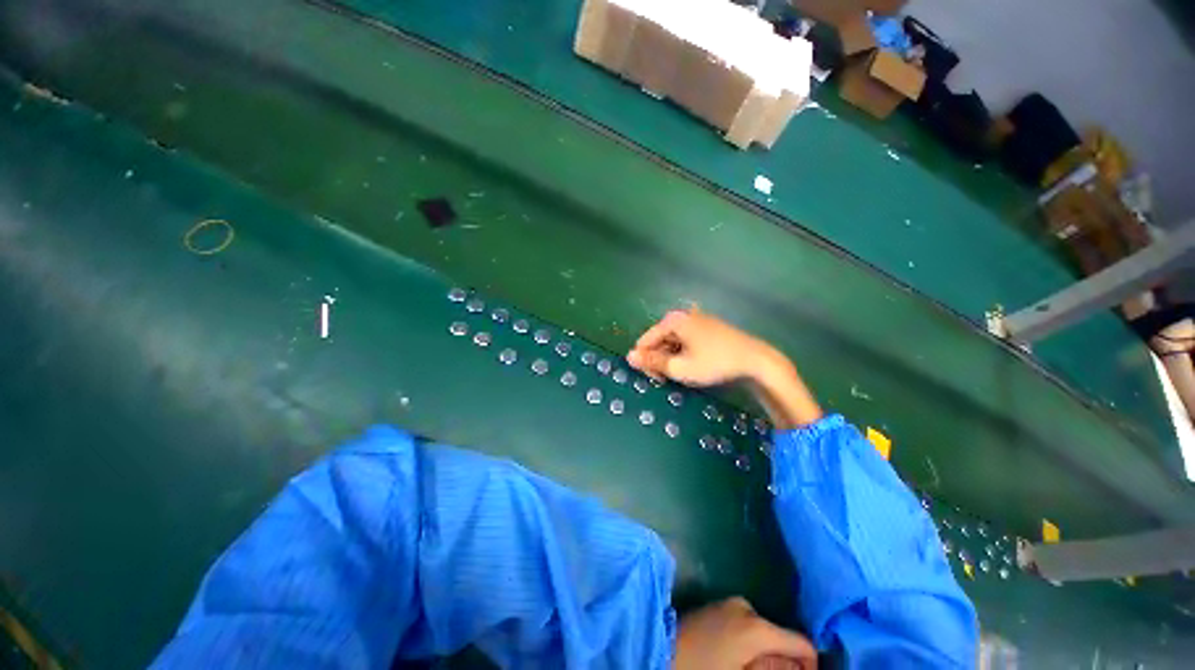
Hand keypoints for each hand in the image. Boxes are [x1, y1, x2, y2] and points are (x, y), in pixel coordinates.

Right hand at [628, 309, 822, 428]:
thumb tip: (629, 356)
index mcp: (673, 320)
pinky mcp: (708, 327)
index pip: (645, 340)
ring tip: (682, 374)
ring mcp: (697, 320)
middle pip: (659, 339)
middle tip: (669, 379)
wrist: (756, 361)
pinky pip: (686, 340)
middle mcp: (683, 315)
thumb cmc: (715, 364)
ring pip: (673, 340)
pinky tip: (692, 365)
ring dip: (671, 357)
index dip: (646, 361)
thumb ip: (652, 362)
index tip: (655, 379)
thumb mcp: (680, 367)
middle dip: (659, 359)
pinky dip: (684, 353)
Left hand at [672, 597, 816, 669]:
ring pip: (762, 633)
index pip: (801, 643)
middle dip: (784, 662)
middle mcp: (747, 608)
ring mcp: (729, 604)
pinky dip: (750, 646)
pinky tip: (738, 661)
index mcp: (757, 627)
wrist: (660, 648)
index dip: (811, 665)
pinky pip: (745, 627)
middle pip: (780, 638)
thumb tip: (797, 668)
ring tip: (752, 669)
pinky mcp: (717, 607)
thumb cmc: (702, 668)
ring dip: (766, 655)